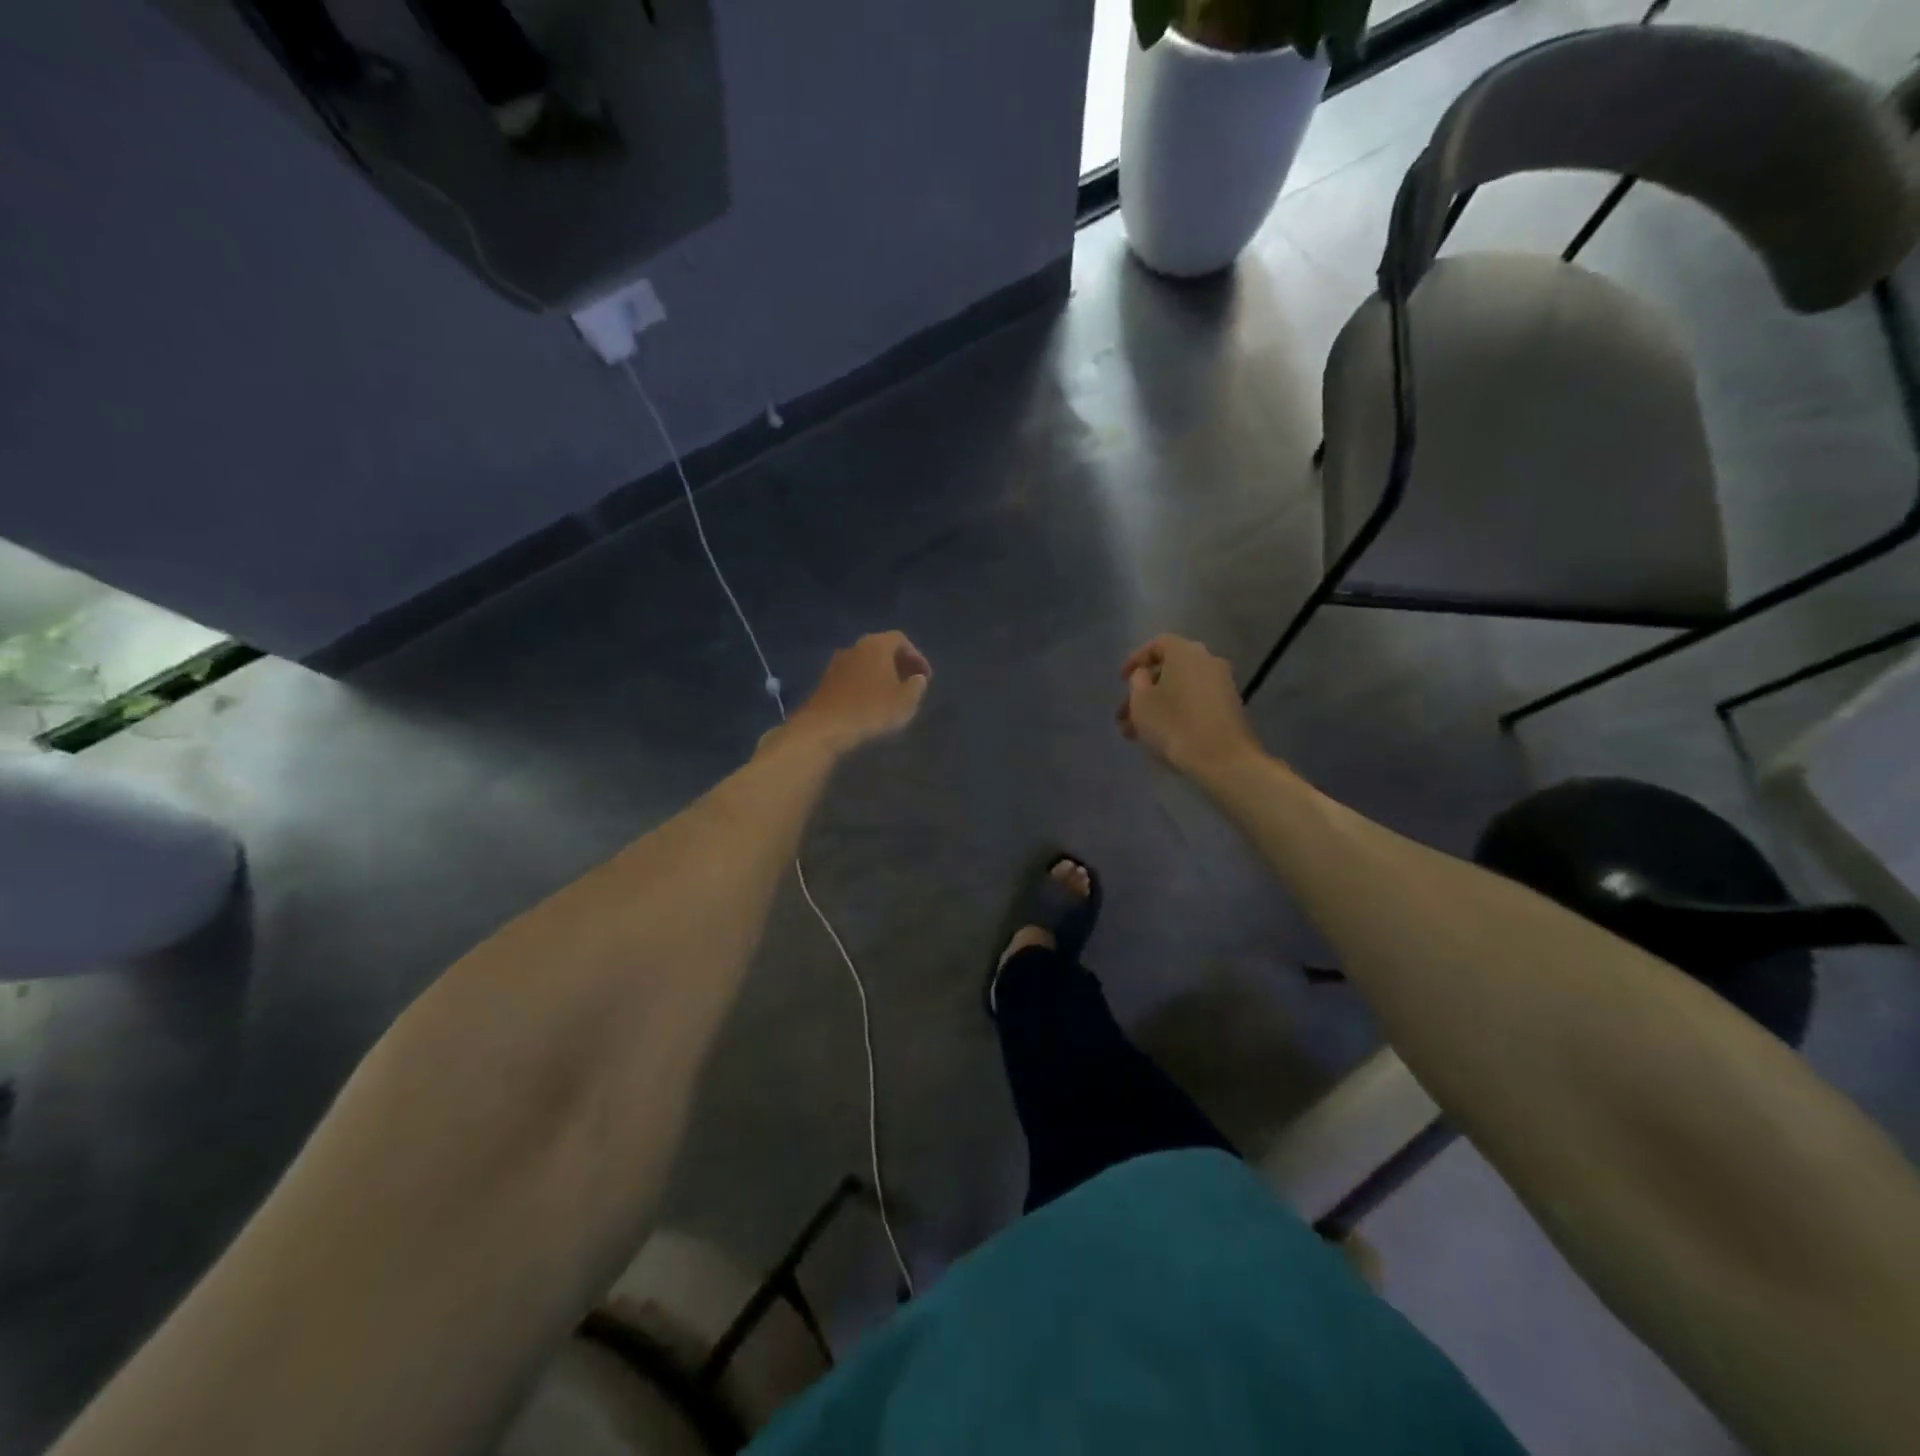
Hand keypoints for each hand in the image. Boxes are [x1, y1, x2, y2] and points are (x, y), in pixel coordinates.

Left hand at [785, 631, 931, 753]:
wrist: (824, 728)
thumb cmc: (872, 710)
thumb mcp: (906, 701)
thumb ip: (917, 686)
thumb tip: (917, 678)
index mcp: (877, 645)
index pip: (900, 640)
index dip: (916, 657)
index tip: (925, 677)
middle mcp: (855, 647)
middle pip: (881, 649)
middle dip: (898, 664)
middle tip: (910, 683)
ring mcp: (836, 663)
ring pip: (865, 663)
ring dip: (880, 675)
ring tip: (892, 696)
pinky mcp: (825, 681)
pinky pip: (852, 677)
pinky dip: (864, 685)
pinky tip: (870, 704)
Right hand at [1117, 635, 1261, 775]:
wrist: (1223, 759)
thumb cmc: (1174, 724)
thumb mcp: (1141, 701)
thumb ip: (1137, 681)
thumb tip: (1145, 675)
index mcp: (1185, 652)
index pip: (1157, 644)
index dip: (1135, 660)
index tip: (1121, 680)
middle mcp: (1208, 661)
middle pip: (1169, 670)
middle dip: (1143, 692)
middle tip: (1124, 715)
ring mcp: (1223, 685)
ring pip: (1180, 690)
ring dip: (1157, 707)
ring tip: (1136, 734)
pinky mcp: (1230, 708)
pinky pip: (1195, 703)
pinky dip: (1177, 713)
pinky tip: (1162, 736)